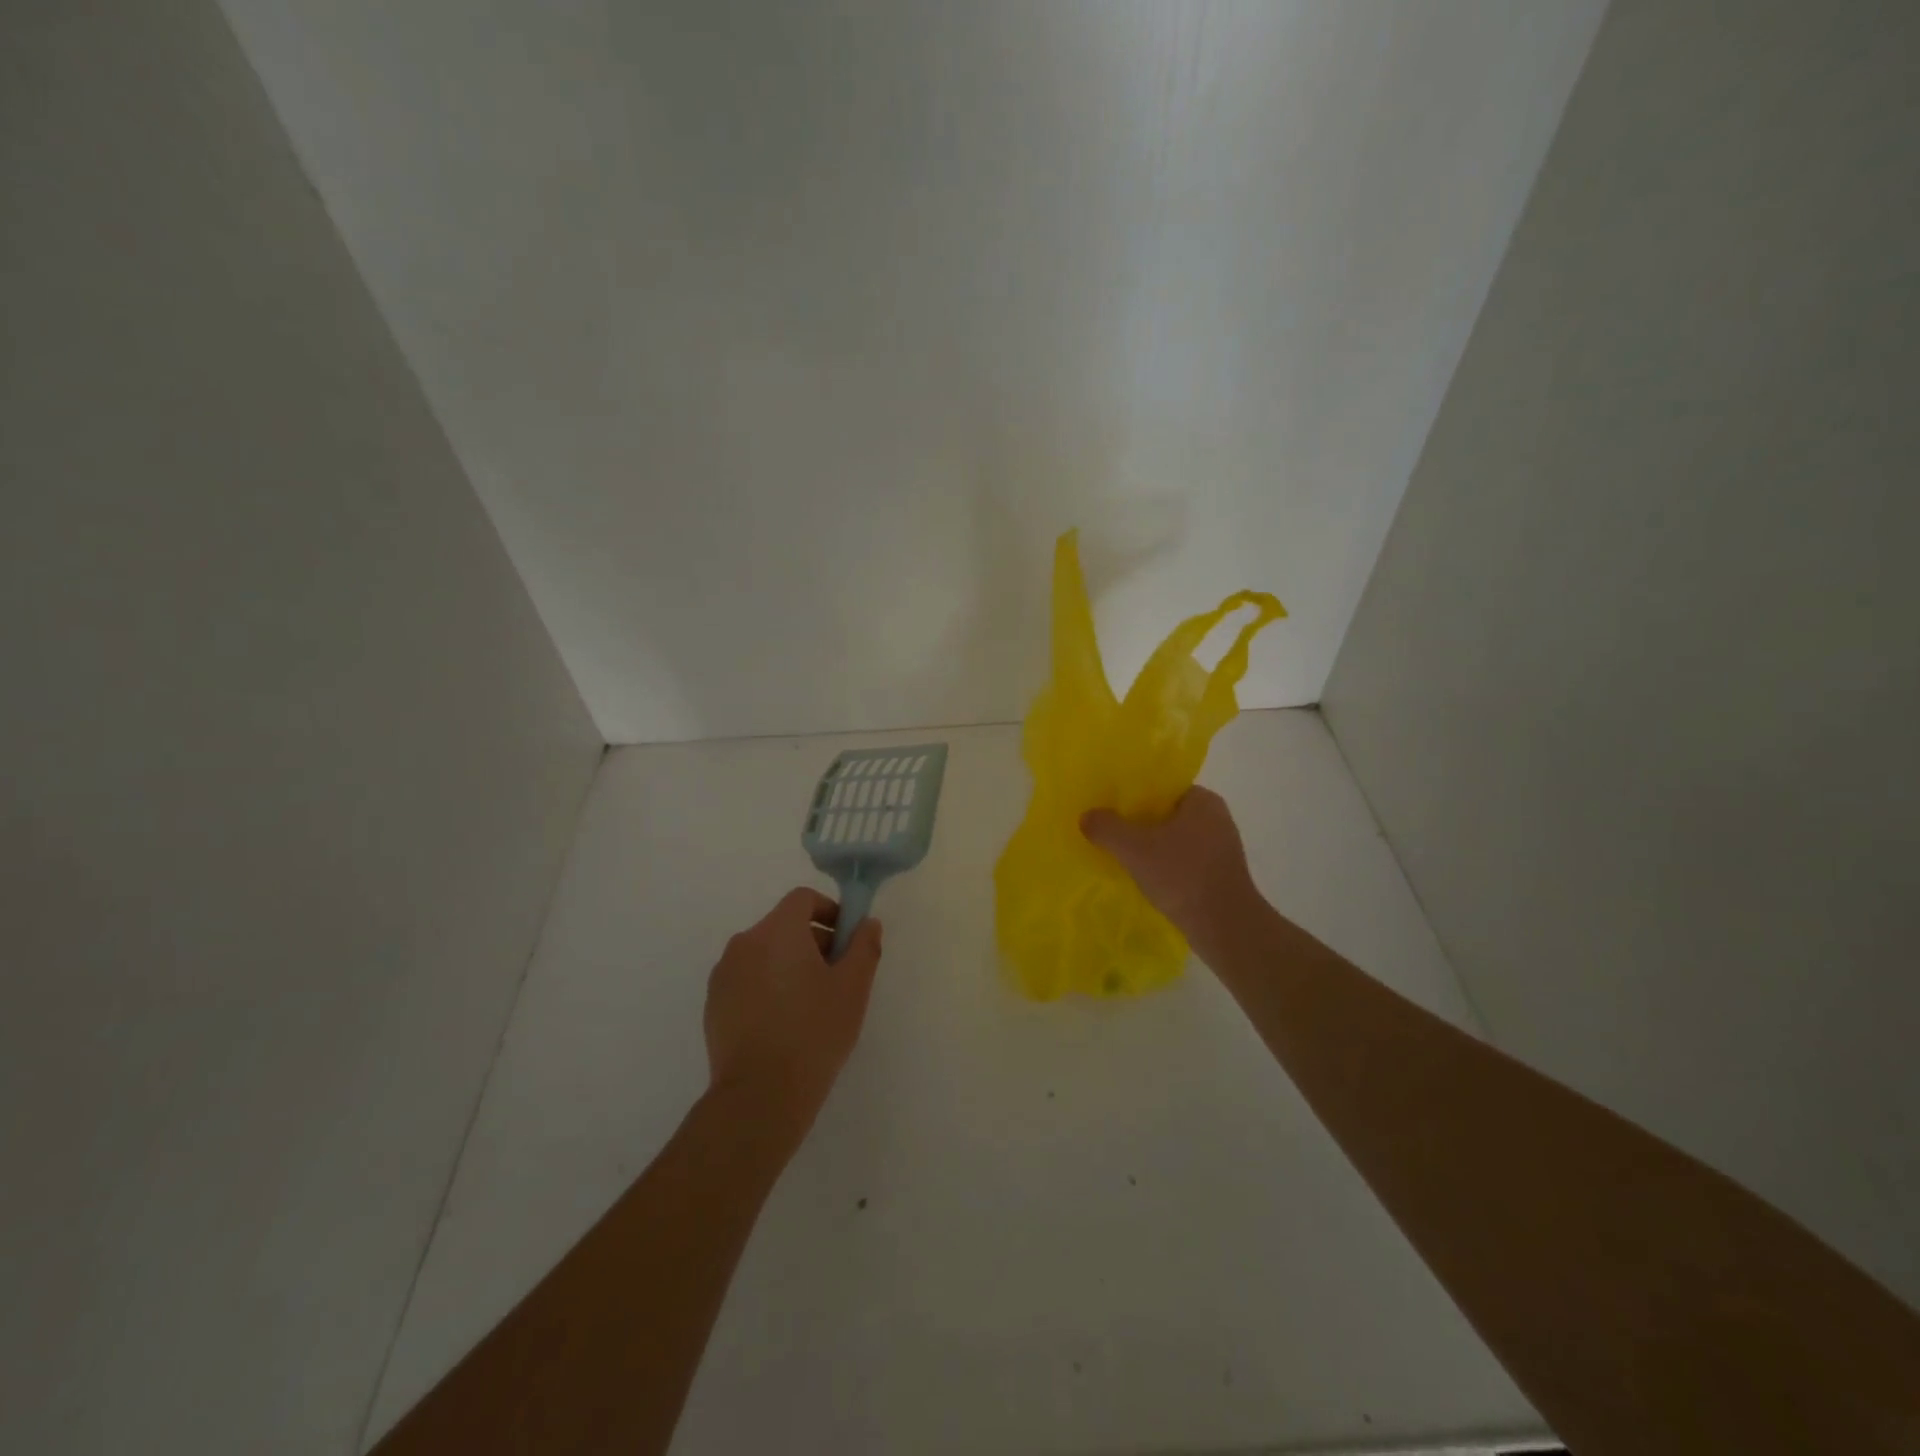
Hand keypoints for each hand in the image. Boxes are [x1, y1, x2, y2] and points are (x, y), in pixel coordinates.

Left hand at [704, 888, 883, 1150]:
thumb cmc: (814, 1032)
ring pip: (764, 954)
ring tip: (812, 1004)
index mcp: (777, 931)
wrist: (760, 1095)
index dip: (830, 910)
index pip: (803, 899)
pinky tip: (784, 1023)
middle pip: (783, 925)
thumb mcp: (853, 987)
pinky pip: (747, 979)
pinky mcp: (713, 1004)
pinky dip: (768, 986)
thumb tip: (867, 923)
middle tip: (837, 976)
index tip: (847, 941)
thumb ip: (863, 946)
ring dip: (790, 964)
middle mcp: (744, 943)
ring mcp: (724, 975)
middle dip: (813, 941)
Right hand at [1081, 787, 1260, 945]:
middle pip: (1167, 814)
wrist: (1225, 927)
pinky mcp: (1219, 875)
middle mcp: (1217, 819)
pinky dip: (1165, 866)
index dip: (1135, 796)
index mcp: (1203, 801)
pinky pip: (1184, 861)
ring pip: (1175, 839)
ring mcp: (1221, 849)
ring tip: (1123, 855)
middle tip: (1110, 831)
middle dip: (1140, 823)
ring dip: (1152, 847)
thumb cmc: (1182, 876)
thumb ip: (1107, 828)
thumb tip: (1086, 816)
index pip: (1163, 788)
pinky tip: (1145, 878)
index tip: (1111, 807)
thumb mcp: (1134, 849)